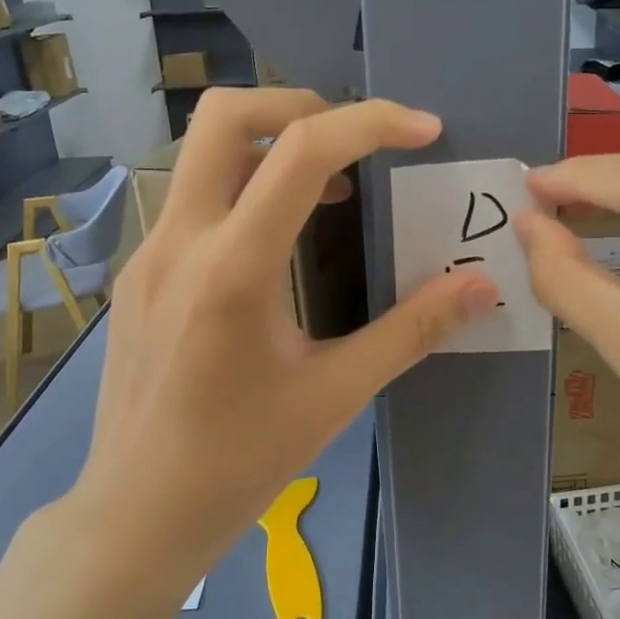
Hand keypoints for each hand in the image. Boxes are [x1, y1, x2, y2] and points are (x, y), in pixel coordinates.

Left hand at [78, 89, 498, 571]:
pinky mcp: (139, 274)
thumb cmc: (240, 462)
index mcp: (233, 268)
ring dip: (270, 148)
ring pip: (202, 153)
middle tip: (355, 144)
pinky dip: (244, 190)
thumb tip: (482, 287)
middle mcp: (180, 240)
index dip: (371, 122)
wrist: (137, 513)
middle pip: (224, 113)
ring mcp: (148, 253)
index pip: (301, 150)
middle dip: (299, 105)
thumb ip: (413, 330)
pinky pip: (193, 200)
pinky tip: (278, 245)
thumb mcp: (336, 395)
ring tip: (329, 195)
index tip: (423, 130)